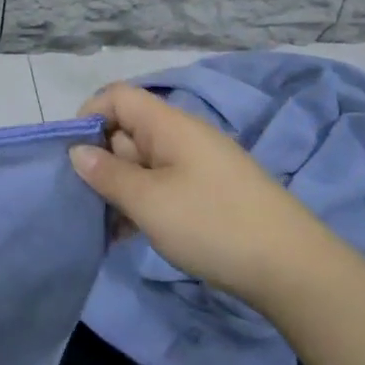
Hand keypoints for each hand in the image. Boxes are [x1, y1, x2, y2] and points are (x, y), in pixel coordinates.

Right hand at [69, 83, 324, 304]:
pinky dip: (143, 204)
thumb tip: (76, 151)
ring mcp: (199, 165)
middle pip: (128, 131)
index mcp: (168, 124)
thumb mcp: (147, 201)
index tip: (71, 155)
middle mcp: (183, 136)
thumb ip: (106, 174)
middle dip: (101, 161)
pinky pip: (163, 186)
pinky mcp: (210, 193)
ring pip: (143, 163)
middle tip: (86, 200)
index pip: (117, 96)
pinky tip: (130, 237)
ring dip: (120, 189)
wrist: (293, 268)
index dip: (89, 116)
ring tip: (105, 227)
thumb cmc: (212, 223)